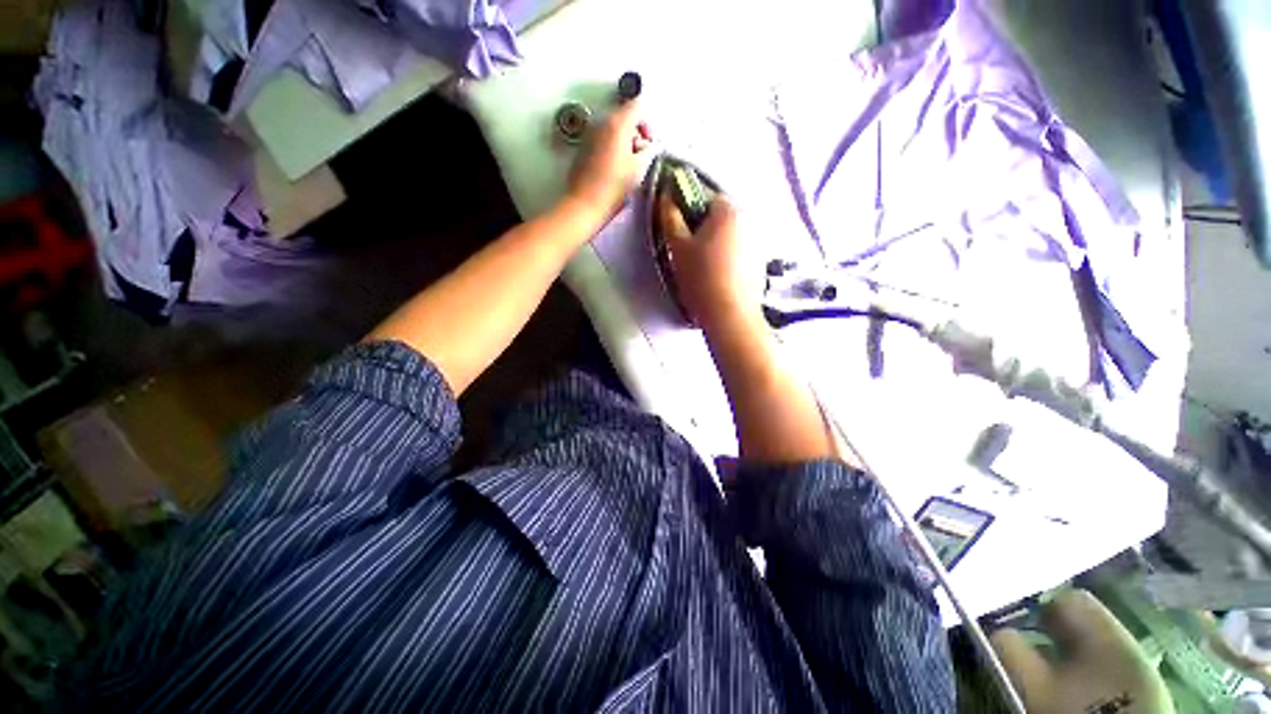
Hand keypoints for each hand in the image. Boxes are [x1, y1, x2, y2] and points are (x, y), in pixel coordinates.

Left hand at [566, 101, 652, 222]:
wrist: (585, 204)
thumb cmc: (613, 187)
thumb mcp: (639, 169)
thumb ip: (649, 151)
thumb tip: (650, 146)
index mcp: (617, 124)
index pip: (637, 106)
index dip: (647, 123)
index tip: (648, 143)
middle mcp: (601, 123)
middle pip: (624, 117)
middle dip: (635, 134)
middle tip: (639, 158)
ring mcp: (590, 134)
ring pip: (613, 129)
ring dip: (623, 143)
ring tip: (626, 167)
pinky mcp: (583, 148)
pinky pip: (602, 140)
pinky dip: (611, 149)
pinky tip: (613, 170)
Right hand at [658, 194, 761, 328]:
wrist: (730, 315)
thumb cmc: (701, 278)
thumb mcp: (677, 247)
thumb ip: (670, 216)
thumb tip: (666, 195)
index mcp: (728, 210)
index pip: (703, 194)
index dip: (685, 207)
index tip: (676, 227)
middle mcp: (749, 219)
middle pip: (718, 215)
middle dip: (700, 227)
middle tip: (686, 250)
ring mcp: (758, 241)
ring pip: (728, 234)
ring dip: (714, 242)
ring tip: (701, 266)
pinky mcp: (761, 262)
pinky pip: (739, 250)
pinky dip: (727, 256)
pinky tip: (717, 276)